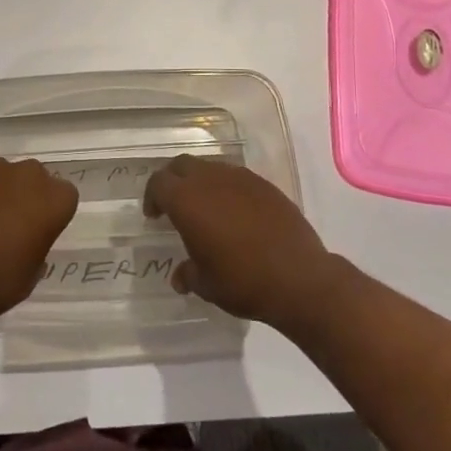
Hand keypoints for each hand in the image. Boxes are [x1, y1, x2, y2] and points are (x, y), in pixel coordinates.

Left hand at [0, 159, 77, 322]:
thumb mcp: (31, 275)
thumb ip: (37, 249)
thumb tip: (28, 242)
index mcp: (54, 200)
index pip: (64, 196)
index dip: (51, 213)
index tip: (39, 231)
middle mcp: (28, 175)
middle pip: (34, 178)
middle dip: (26, 195)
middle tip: (10, 223)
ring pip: (2, 175)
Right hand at [143, 156, 341, 331]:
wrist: (299, 277)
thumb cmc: (242, 281)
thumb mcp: (206, 285)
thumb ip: (188, 274)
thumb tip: (180, 276)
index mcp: (187, 200)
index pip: (159, 183)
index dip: (152, 196)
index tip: (154, 216)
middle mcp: (211, 180)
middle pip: (182, 165)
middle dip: (173, 181)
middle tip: (174, 204)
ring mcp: (241, 178)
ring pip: (210, 167)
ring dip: (201, 183)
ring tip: (206, 209)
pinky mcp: (265, 185)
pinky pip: (236, 178)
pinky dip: (227, 189)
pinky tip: (235, 214)